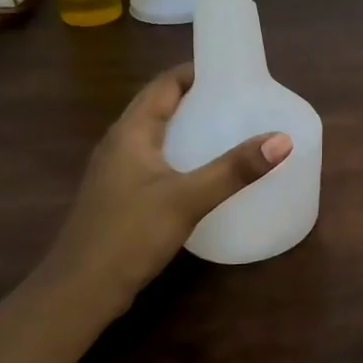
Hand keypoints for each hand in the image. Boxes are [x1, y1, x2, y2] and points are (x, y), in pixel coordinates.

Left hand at [38, 63, 291, 298]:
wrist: (79, 292)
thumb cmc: (129, 234)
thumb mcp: (187, 198)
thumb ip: (235, 169)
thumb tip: (282, 139)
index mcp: (131, 132)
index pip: (164, 84)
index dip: (196, 72)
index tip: (233, 70)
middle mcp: (120, 144)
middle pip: (161, 107)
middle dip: (198, 99)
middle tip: (241, 100)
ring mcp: (117, 172)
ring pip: (158, 136)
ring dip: (190, 128)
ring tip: (230, 129)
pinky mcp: (121, 197)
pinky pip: (156, 161)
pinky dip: (182, 155)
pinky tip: (205, 172)